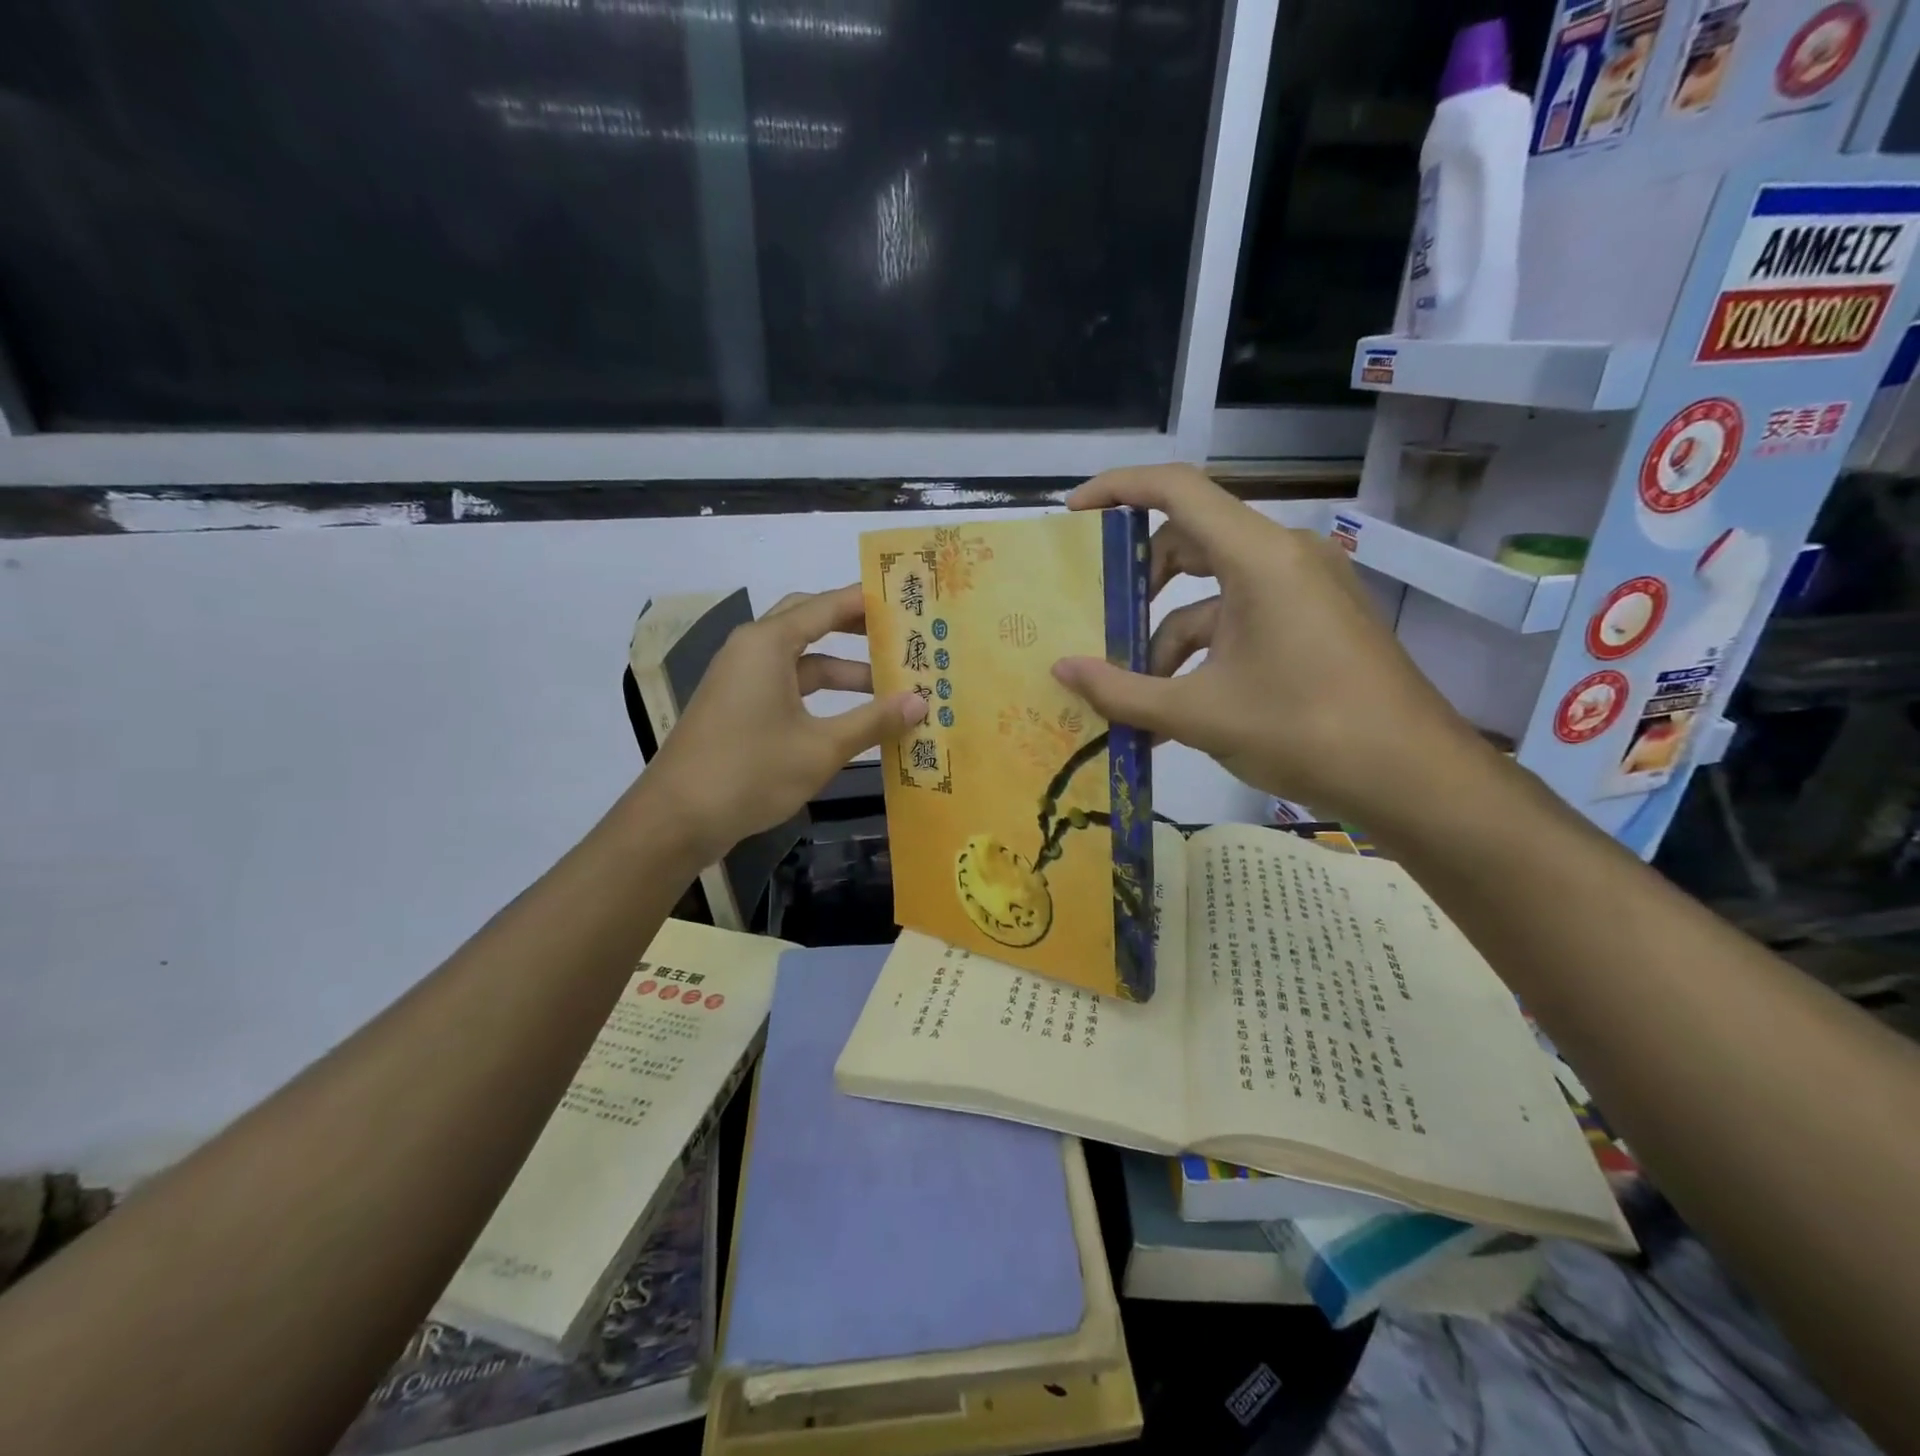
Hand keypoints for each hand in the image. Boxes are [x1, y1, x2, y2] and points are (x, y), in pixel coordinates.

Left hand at [640, 585, 927, 861]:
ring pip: (801, 660)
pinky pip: (788, 685)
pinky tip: (851, 716)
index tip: (907, 600)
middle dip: (855, 628)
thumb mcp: (821, 747)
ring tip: (890, 686)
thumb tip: (921, 701)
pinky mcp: (738, 707)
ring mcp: (742, 679)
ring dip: (842, 671)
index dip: (868, 601)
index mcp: (768, 643)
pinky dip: (821, 695)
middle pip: (811, 623)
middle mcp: (752, 650)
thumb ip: (873, 721)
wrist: (677, 818)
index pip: (827, 606)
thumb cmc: (751, 771)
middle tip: (899, 635)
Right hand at [1050, 466, 1493, 825]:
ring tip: (1137, 699)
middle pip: (1190, 543)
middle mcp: (1284, 557)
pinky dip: (1204, 655)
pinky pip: (1242, 620)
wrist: (1415, 779)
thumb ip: (1122, 691)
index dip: (1118, 489)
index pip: (1176, 490)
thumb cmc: (1305, 732)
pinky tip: (1180, 710)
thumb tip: (1061, 671)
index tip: (1074, 515)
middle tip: (1100, 623)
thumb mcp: (1198, 714)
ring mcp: (1304, 590)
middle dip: (1139, 586)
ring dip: (1168, 639)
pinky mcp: (1315, 622)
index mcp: (1258, 557)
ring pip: (1213, 594)